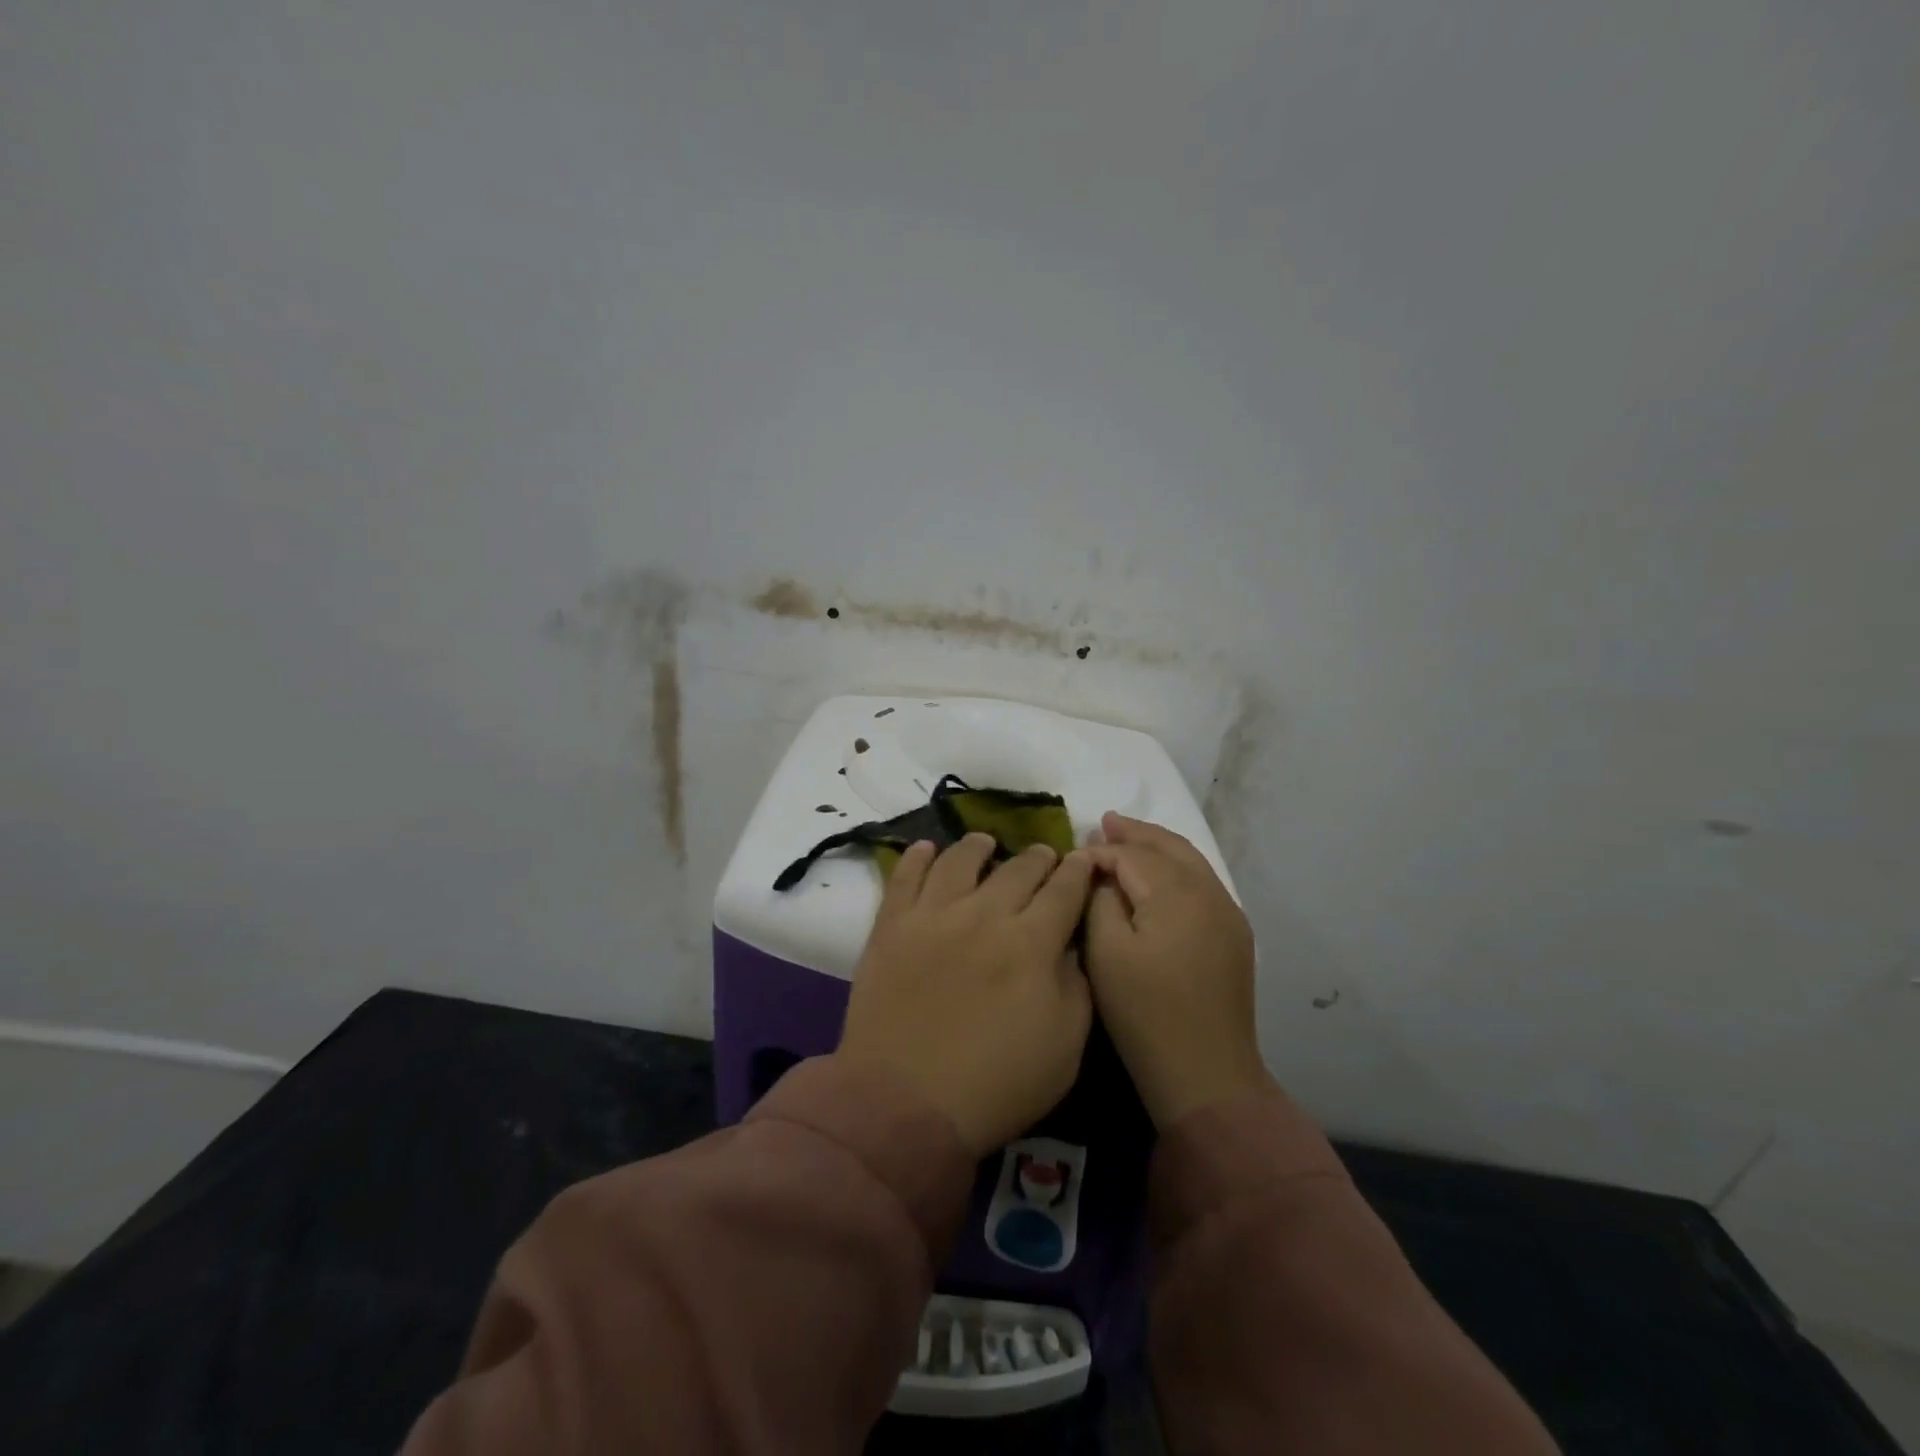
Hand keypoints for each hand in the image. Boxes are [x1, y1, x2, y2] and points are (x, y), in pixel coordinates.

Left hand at [837, 835, 1096, 1155]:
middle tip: (1044, 855)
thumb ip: (1076, 986)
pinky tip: (927, 849)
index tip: (1083, 860)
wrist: (905, 1102)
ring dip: (979, 847)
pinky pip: (905, 876)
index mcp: (1032, 942)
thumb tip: (1070, 946)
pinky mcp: (892, 925)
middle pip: (1018, 868)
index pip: (1064, 889)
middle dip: (1039, 857)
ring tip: (986, 843)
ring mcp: (933, 914)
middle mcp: (985, 914)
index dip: (1078, 871)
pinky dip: (918, 857)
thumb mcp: (1066, 1048)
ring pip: (961, 860)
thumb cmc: (996, 1084)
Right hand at [1085, 813, 1268, 1127]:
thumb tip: (1102, 872)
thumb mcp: (1106, 953)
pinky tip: (1159, 874)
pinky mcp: (1234, 935)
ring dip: (1158, 846)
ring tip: (1129, 835)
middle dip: (1136, 833)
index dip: (1101, 851)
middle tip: (1105, 820)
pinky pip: (1202, 883)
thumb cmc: (1144, 1013)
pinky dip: (1177, 868)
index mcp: (1177, 893)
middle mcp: (1210, 892)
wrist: (1206, 1073)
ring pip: (1190, 861)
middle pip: (1169, 847)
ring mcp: (1228, 913)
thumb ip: (1101, 899)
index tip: (1073, 855)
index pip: (1133, 855)